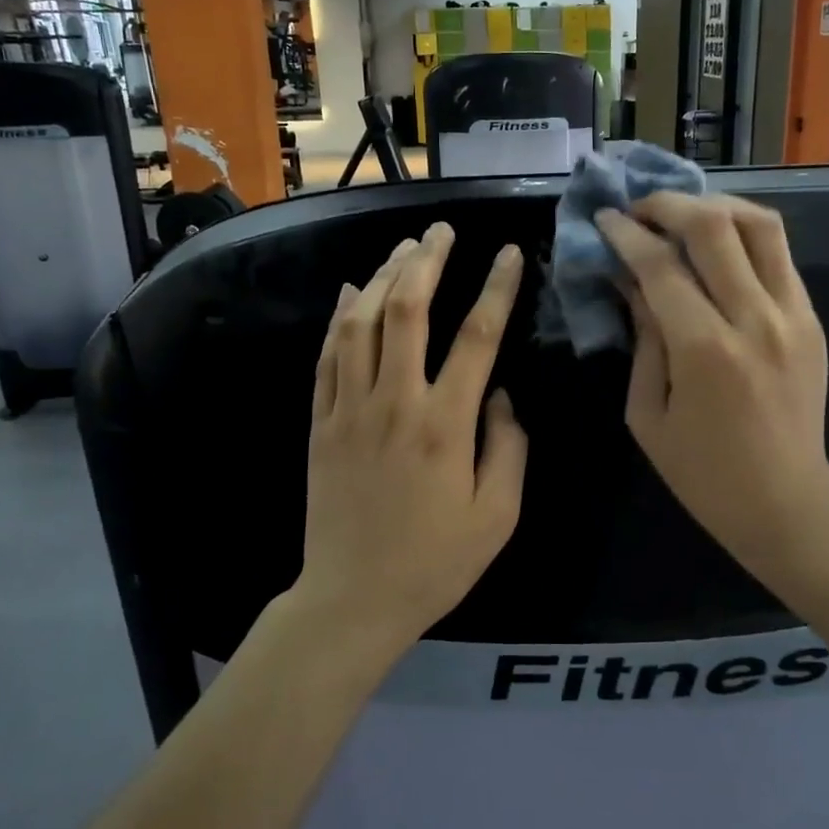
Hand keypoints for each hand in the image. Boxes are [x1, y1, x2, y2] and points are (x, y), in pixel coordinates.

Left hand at [299, 223, 527, 647]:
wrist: (353, 599)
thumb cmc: (435, 562)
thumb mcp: (498, 515)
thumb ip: (508, 446)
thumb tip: (501, 395)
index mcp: (445, 424)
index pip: (477, 337)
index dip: (495, 288)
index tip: (508, 253)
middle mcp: (395, 403)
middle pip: (407, 311)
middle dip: (426, 261)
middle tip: (440, 229)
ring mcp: (349, 409)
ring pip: (360, 323)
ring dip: (381, 277)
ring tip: (403, 248)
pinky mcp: (320, 423)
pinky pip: (327, 356)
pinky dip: (339, 317)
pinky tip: (348, 291)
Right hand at [596, 193, 828, 571]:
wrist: (786, 502)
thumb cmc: (702, 472)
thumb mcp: (647, 412)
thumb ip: (642, 337)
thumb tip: (630, 279)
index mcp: (704, 350)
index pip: (660, 265)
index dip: (626, 234)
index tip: (605, 218)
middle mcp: (754, 319)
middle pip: (713, 225)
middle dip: (667, 204)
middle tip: (639, 209)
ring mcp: (792, 314)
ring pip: (758, 223)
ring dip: (713, 205)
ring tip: (681, 214)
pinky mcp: (811, 317)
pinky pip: (778, 253)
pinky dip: (742, 234)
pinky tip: (716, 245)